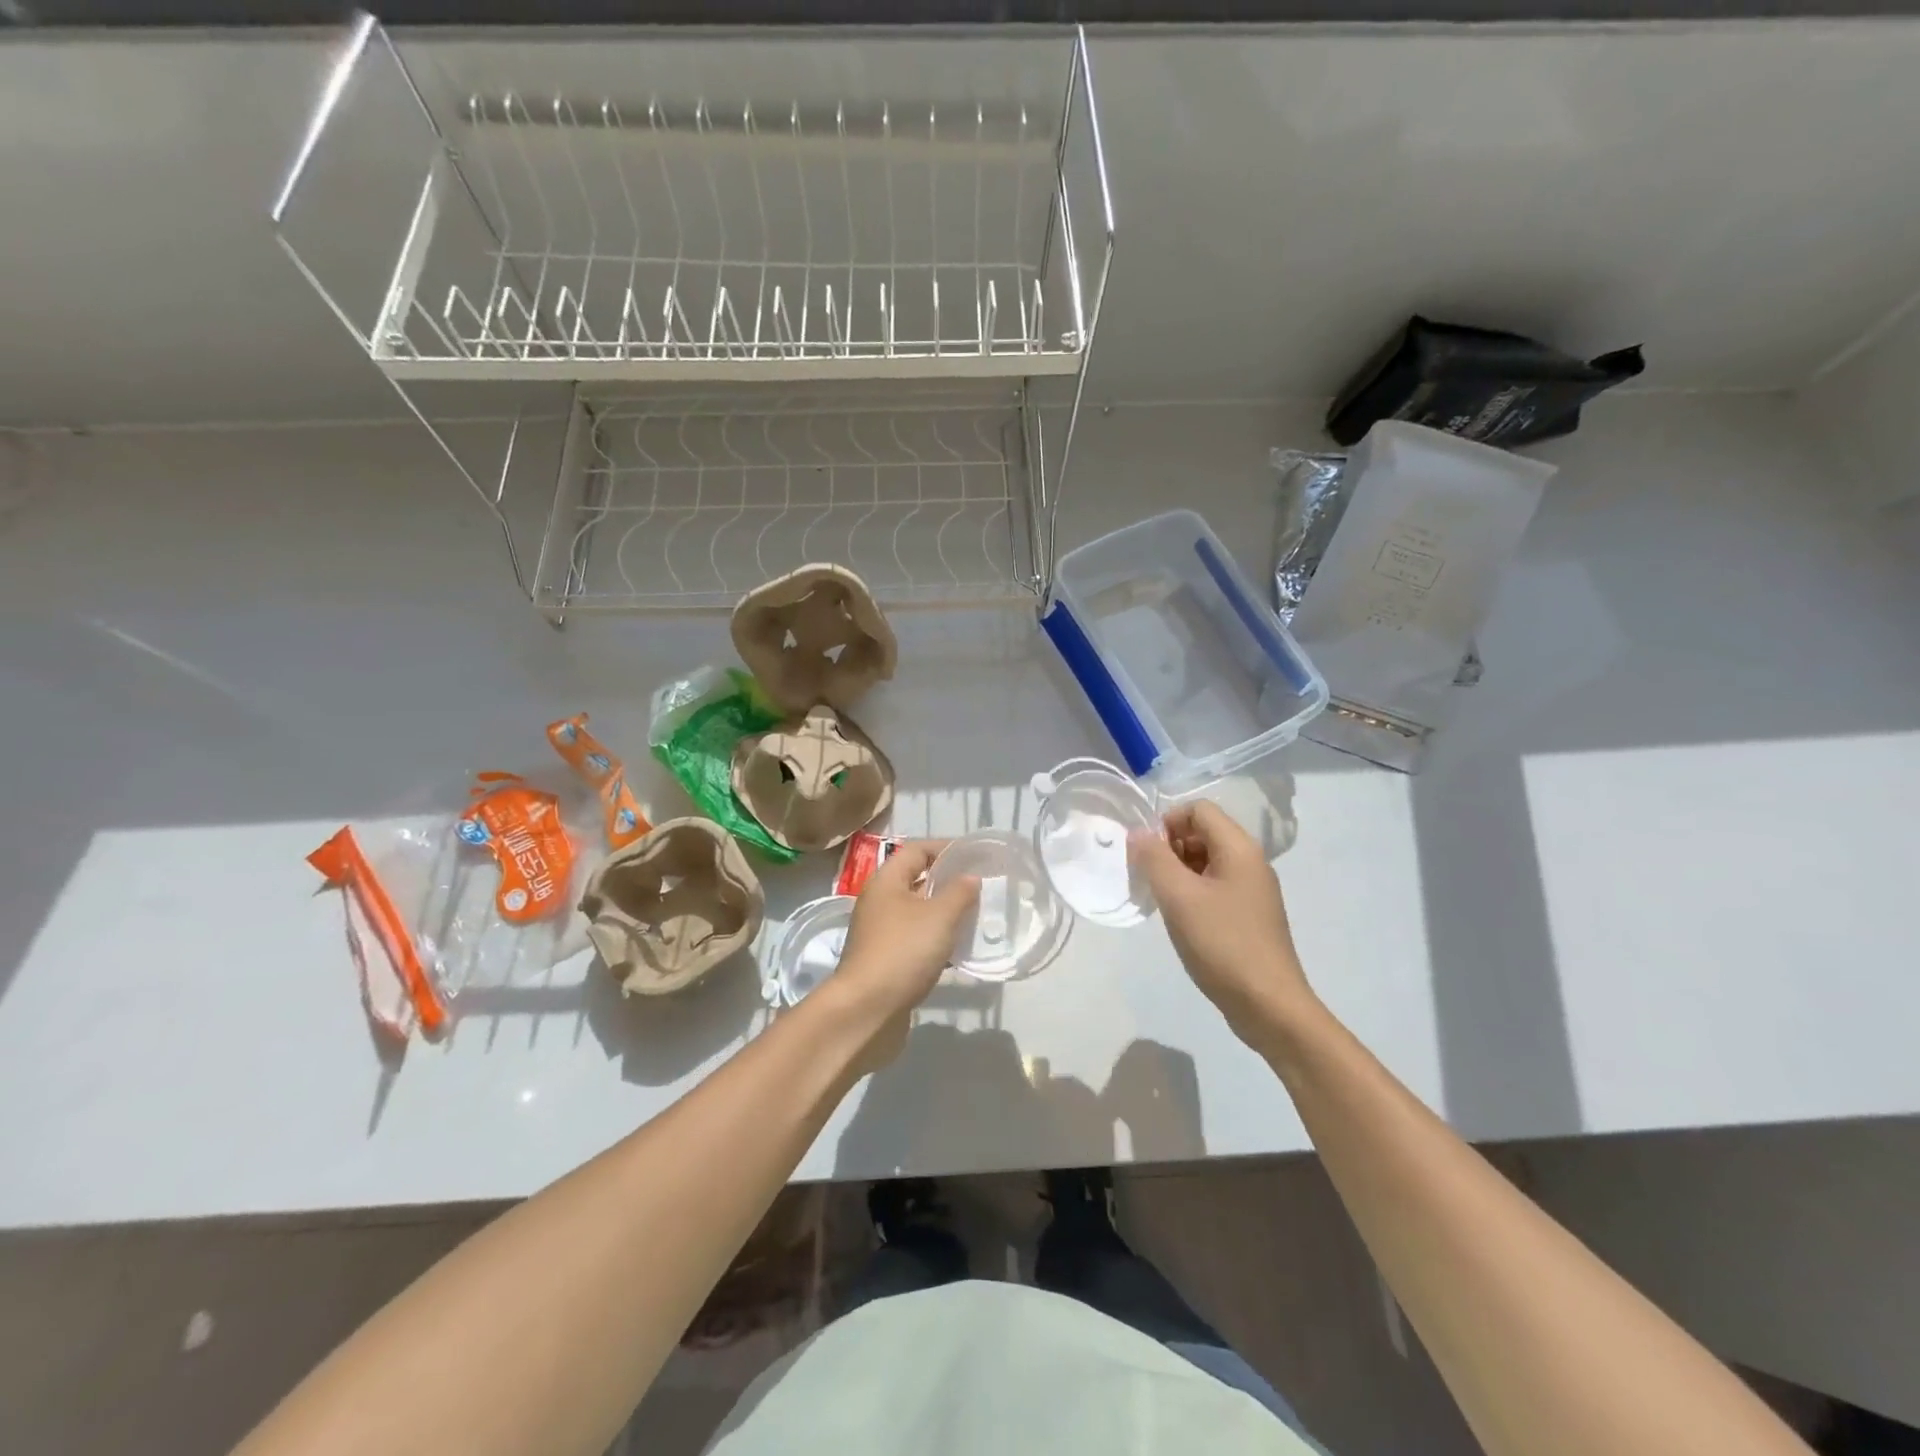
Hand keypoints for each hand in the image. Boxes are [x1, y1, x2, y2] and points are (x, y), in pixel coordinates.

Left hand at [824, 842, 978, 1066]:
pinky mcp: (887, 961)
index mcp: (886, 881)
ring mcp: (882, 933)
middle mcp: (880, 902)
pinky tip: (961, 950)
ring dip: (946, 913)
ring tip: (978, 917)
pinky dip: (939, 940)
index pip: (917, 850)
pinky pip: (917, 940)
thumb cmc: (903, 952)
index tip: (975, 855)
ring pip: (919, 913)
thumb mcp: (939, 916)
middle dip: (949, 882)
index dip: (946, 848)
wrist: (867, 1010)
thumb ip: (959, 892)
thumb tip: (970, 877)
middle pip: (917, 880)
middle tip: (982, 887)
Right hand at [1128, 801, 1315, 1039]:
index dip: (1167, 822)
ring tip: (1160, 900)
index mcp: (1239, 849)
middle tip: (1149, 879)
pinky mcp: (1249, 915)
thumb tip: (1138, 833)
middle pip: (1203, 833)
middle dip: (1170, 847)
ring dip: (1178, 872)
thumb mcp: (1179, 897)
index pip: (1198, 810)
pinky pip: (1214, 887)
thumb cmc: (1222, 944)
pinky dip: (1191, 893)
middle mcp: (1250, 862)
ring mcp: (1252, 890)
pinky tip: (1179, 919)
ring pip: (1206, 861)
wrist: (1269, 1005)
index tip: (1147, 854)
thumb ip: (1154, 858)